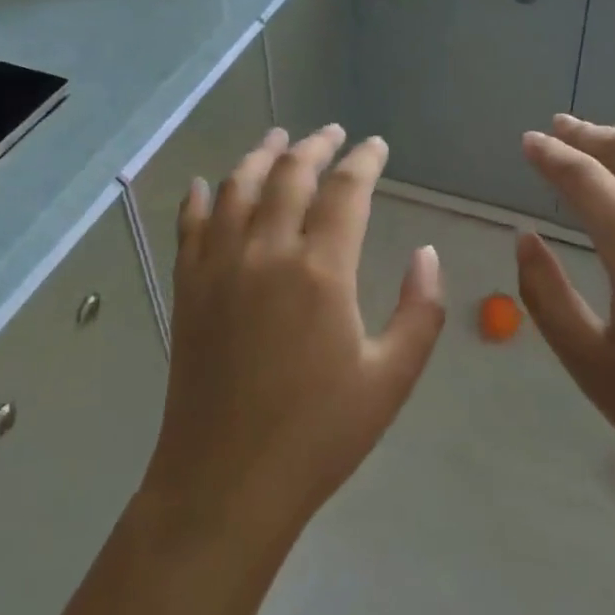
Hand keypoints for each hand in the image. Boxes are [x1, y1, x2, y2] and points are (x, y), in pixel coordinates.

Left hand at [138, 126, 445, 550]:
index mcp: (320, 270)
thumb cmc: (318, 435)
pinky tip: (208, 183)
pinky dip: (201, 196)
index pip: (345, 191)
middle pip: (289, 175)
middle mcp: (266, 252)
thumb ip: (419, 311)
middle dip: (315, 146)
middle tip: (332, 133)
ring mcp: (219, 265)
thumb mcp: (390, 379)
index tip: (375, 145)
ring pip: (238, 186)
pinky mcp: (188, 286)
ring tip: (277, 138)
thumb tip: (426, 253)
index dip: (364, 160)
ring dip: (260, 155)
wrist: (226, 481)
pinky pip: (191, 224)